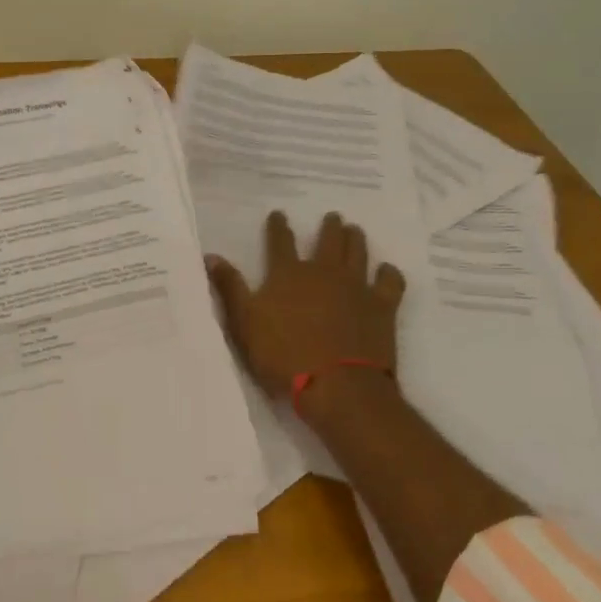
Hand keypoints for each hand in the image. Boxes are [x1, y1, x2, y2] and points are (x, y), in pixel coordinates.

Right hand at [207, 211, 403, 406]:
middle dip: (329, 226)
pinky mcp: (382, 306)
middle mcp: (323, 271)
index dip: (278, 226)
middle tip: (332, 217)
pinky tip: (387, 271)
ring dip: (355, 239)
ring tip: (355, 231)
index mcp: (288, 273)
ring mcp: (355, 286)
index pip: (280, 241)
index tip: (279, 214)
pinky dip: (389, 274)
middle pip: (328, 240)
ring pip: (358, 252)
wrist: (338, 386)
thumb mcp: (245, 324)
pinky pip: (390, 282)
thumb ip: (229, 287)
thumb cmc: (284, 356)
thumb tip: (210, 255)